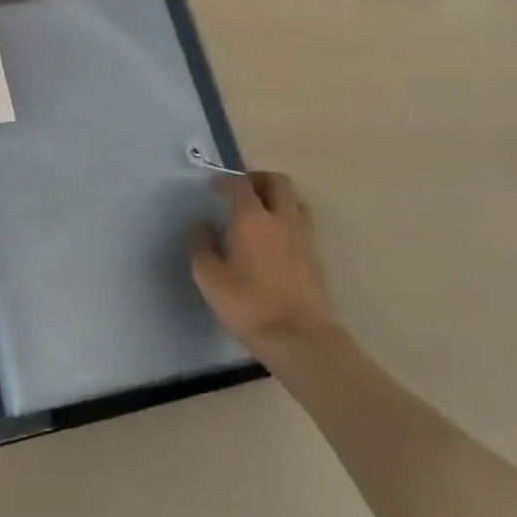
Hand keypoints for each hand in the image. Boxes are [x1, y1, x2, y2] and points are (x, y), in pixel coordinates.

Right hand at [191, 172, 339, 348]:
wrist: (299, 338)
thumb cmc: (248, 305)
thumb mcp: (209, 279)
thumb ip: (202, 247)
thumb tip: (203, 228)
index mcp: (252, 219)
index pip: (240, 184)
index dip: (225, 181)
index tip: (214, 188)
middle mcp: (281, 219)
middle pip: (278, 182)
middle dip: (258, 179)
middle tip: (242, 190)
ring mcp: (303, 237)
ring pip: (295, 201)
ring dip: (277, 197)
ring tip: (261, 211)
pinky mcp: (315, 257)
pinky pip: (302, 223)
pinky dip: (287, 219)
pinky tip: (275, 238)